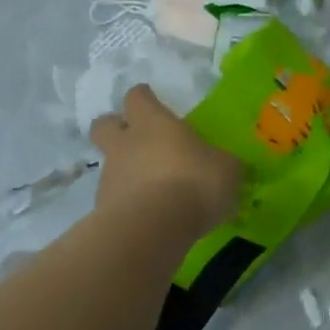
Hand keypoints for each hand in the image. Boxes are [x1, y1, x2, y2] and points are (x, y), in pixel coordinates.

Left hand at [89, 85, 241, 238]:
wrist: (151, 231)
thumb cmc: (192, 184)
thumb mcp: (226, 169)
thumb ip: (222, 163)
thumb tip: (225, 165)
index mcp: (154, 123)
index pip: (137, 97)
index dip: (143, 97)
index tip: (151, 100)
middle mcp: (126, 144)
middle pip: (104, 125)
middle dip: (115, 127)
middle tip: (136, 138)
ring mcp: (110, 178)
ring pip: (110, 165)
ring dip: (125, 171)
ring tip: (153, 190)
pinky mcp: (103, 211)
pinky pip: (114, 200)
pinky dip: (128, 204)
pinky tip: (150, 217)